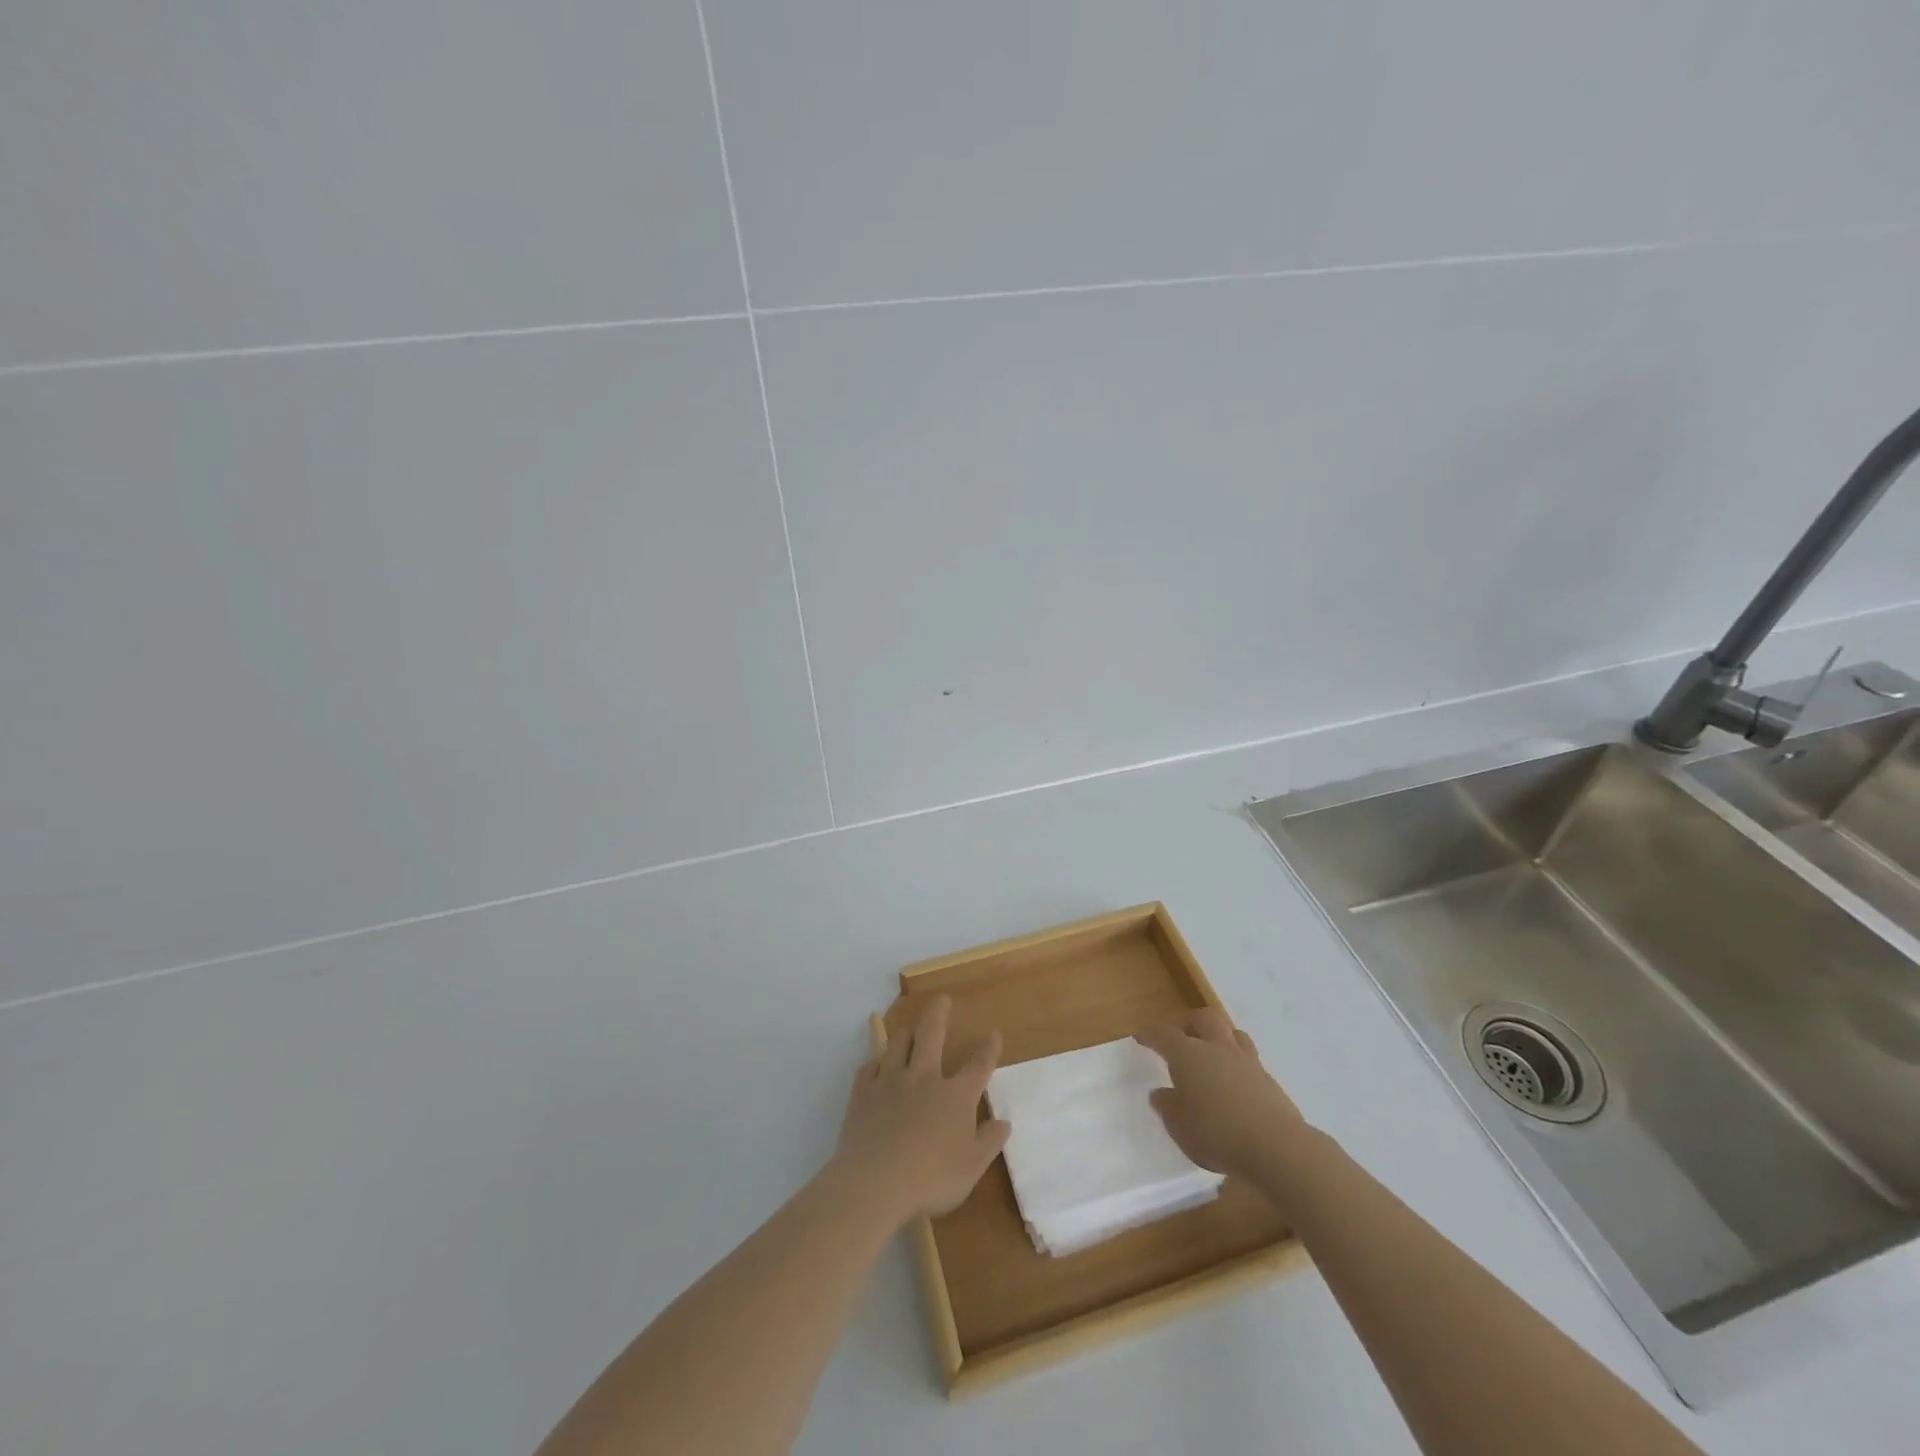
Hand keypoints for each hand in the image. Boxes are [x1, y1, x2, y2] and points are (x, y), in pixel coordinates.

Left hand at [833, 996, 1009, 1223]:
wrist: (875, 1183)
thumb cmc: (931, 1178)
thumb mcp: (971, 1168)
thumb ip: (989, 1142)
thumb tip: (1004, 1122)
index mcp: (955, 1095)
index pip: (978, 1065)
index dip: (989, 1048)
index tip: (994, 1032)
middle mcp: (924, 1077)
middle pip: (932, 1033)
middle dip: (939, 1013)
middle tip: (942, 999)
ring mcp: (890, 1081)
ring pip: (898, 1043)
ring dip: (906, 1034)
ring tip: (909, 1031)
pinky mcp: (863, 1092)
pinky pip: (869, 1067)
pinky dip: (875, 1065)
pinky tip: (876, 1069)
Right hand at [1136, 1009, 1309, 1184]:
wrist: (1276, 1146)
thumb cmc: (1217, 1133)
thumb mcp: (1180, 1126)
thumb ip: (1168, 1107)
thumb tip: (1160, 1093)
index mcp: (1188, 1055)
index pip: (1164, 1035)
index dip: (1150, 1034)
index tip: (1140, 1036)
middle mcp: (1216, 1048)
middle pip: (1204, 1018)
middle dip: (1190, 1023)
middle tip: (1182, 1035)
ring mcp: (1246, 1061)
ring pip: (1233, 1032)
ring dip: (1220, 1036)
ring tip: (1213, 1052)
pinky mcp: (1269, 1079)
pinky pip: (1250, 1058)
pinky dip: (1239, 1063)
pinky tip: (1237, 1082)